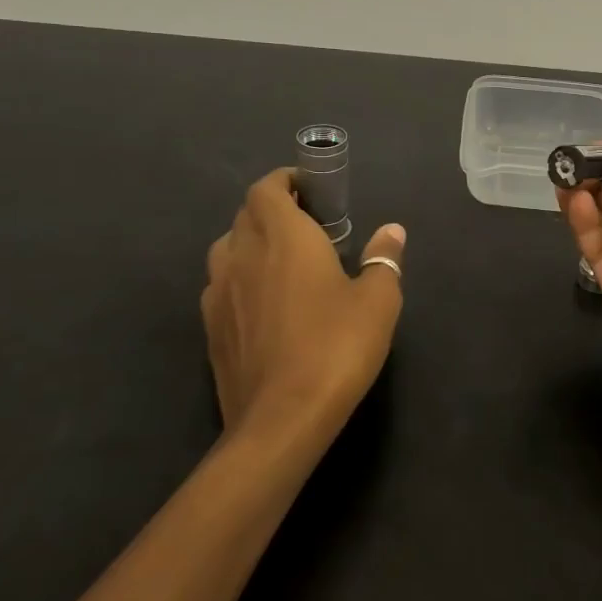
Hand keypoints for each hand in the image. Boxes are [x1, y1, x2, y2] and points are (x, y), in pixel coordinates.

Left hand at [202, 170, 406, 444]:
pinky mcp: (209, 328)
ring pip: (227, 248)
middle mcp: (243, 254)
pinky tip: (263, 304)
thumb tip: (392, 231)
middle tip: (308, 227)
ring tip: (282, 261)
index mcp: (283, 236)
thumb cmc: (335, 347)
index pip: (267, 188)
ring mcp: (219, 292)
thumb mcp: (377, 301)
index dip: (285, 181)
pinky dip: (239, 279)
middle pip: (245, 214)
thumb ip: (383, 258)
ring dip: (251, 242)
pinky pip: (221, 286)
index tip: (311, 190)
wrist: (281, 419)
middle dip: (272, 209)